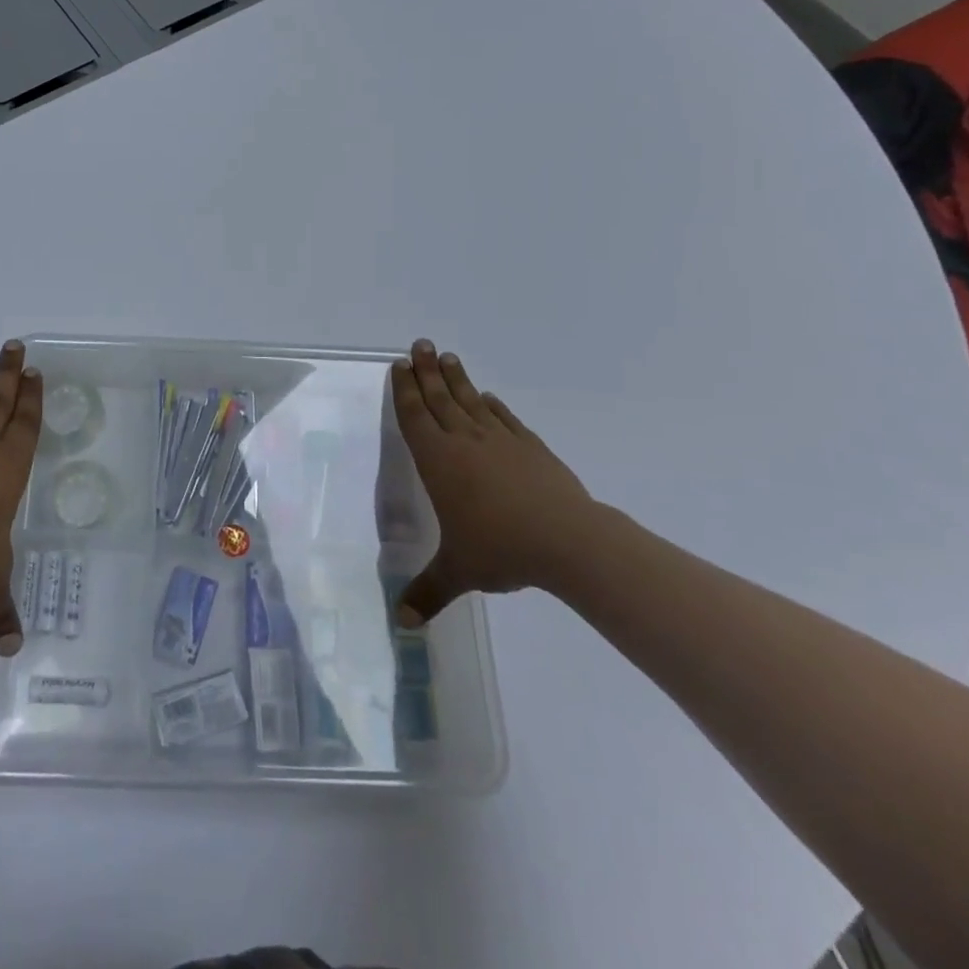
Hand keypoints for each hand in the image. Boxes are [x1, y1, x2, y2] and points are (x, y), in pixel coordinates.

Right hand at [392, 339, 595, 622]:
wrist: (569, 542)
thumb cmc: (501, 549)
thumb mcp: (458, 573)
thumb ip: (428, 592)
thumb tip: (402, 624)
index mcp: (439, 462)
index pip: (415, 417)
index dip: (405, 391)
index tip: (399, 365)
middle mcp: (464, 442)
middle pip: (440, 398)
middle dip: (426, 371)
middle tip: (419, 344)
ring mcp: (500, 441)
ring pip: (471, 401)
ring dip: (457, 379)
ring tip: (447, 356)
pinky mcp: (531, 448)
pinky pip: (505, 419)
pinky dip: (493, 406)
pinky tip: (489, 398)